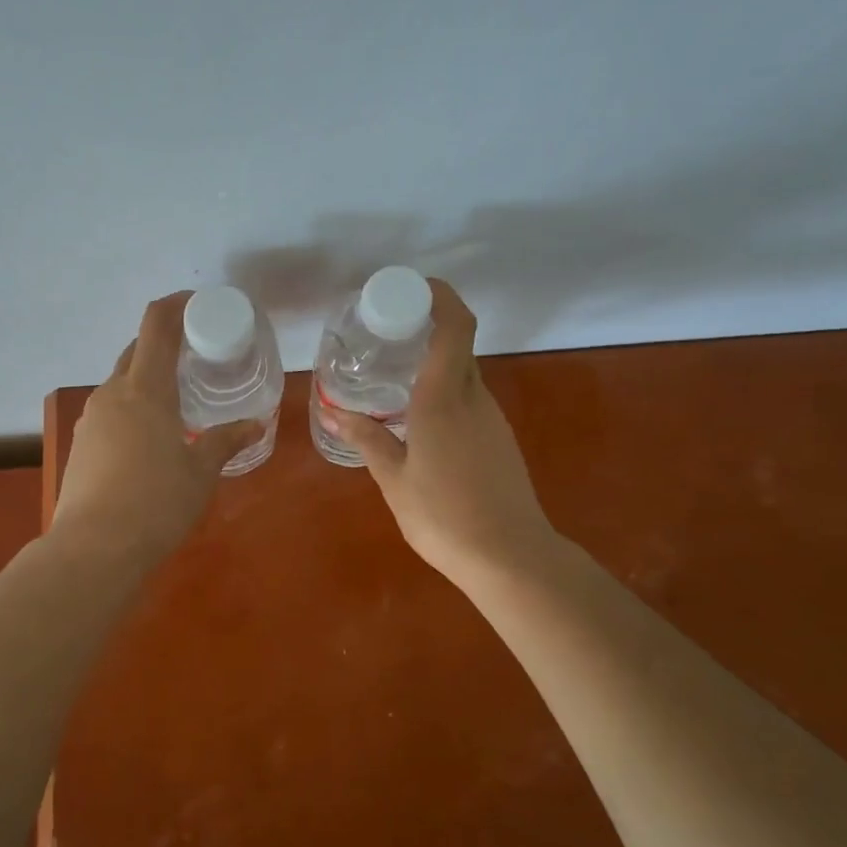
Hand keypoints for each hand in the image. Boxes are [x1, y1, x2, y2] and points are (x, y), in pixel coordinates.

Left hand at [52, 293, 264, 567]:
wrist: (94, 548)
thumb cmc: (157, 502)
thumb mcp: (201, 471)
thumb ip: (226, 441)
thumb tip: (255, 424)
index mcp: (145, 389)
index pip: (156, 326)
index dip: (174, 305)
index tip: (195, 303)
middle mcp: (112, 394)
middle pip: (136, 351)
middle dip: (163, 344)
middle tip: (194, 356)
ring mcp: (91, 419)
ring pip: (120, 383)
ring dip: (146, 379)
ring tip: (176, 401)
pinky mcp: (81, 445)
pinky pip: (110, 412)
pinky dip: (131, 409)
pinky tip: (149, 439)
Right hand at [320, 279, 559, 590]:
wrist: (510, 558)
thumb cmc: (444, 516)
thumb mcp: (394, 479)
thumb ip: (368, 440)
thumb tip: (337, 413)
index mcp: (444, 399)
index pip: (455, 328)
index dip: (442, 297)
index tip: (414, 289)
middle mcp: (474, 399)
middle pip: (459, 346)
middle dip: (428, 330)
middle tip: (388, 334)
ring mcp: (492, 420)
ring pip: (464, 376)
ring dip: (435, 366)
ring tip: (395, 379)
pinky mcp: (500, 441)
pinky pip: (470, 402)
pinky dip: (445, 394)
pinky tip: (420, 422)